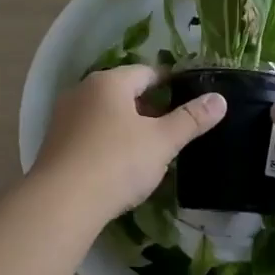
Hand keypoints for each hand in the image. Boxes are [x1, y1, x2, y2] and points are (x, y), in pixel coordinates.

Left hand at [33, 65, 226, 224]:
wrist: (61, 202)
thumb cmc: (117, 162)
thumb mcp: (162, 141)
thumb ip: (191, 119)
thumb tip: (220, 99)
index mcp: (109, 82)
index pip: (146, 72)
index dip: (170, 82)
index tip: (189, 96)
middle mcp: (82, 91)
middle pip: (123, 92)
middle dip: (148, 106)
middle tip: (173, 127)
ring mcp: (63, 118)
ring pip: (104, 114)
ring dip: (126, 126)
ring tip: (149, 148)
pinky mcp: (54, 144)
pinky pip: (88, 134)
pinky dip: (106, 142)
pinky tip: (119, 165)